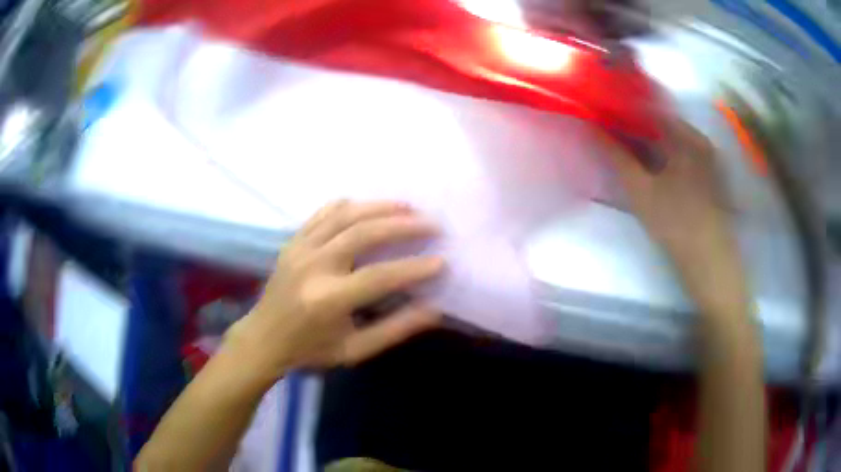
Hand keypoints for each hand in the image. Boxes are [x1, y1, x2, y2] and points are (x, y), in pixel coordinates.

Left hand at [228, 200, 444, 376]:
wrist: (263, 338)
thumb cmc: (310, 350)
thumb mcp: (354, 350)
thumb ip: (394, 330)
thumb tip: (434, 310)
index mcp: (328, 300)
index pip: (379, 276)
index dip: (414, 268)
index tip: (442, 261)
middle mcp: (313, 267)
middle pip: (362, 234)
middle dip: (402, 225)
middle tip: (431, 224)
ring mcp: (300, 249)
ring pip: (343, 215)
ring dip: (379, 207)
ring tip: (407, 207)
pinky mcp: (293, 241)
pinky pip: (322, 213)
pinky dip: (348, 206)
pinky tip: (368, 206)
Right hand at [598, 122, 747, 314]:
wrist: (710, 264)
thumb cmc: (676, 224)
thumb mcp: (641, 191)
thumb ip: (617, 157)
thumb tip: (593, 130)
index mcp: (686, 135)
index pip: (649, 109)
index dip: (624, 111)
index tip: (604, 117)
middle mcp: (701, 139)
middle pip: (663, 123)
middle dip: (636, 127)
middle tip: (614, 137)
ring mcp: (709, 158)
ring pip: (673, 140)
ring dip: (651, 143)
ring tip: (630, 153)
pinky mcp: (712, 176)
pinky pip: (684, 155)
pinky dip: (666, 156)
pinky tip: (655, 170)